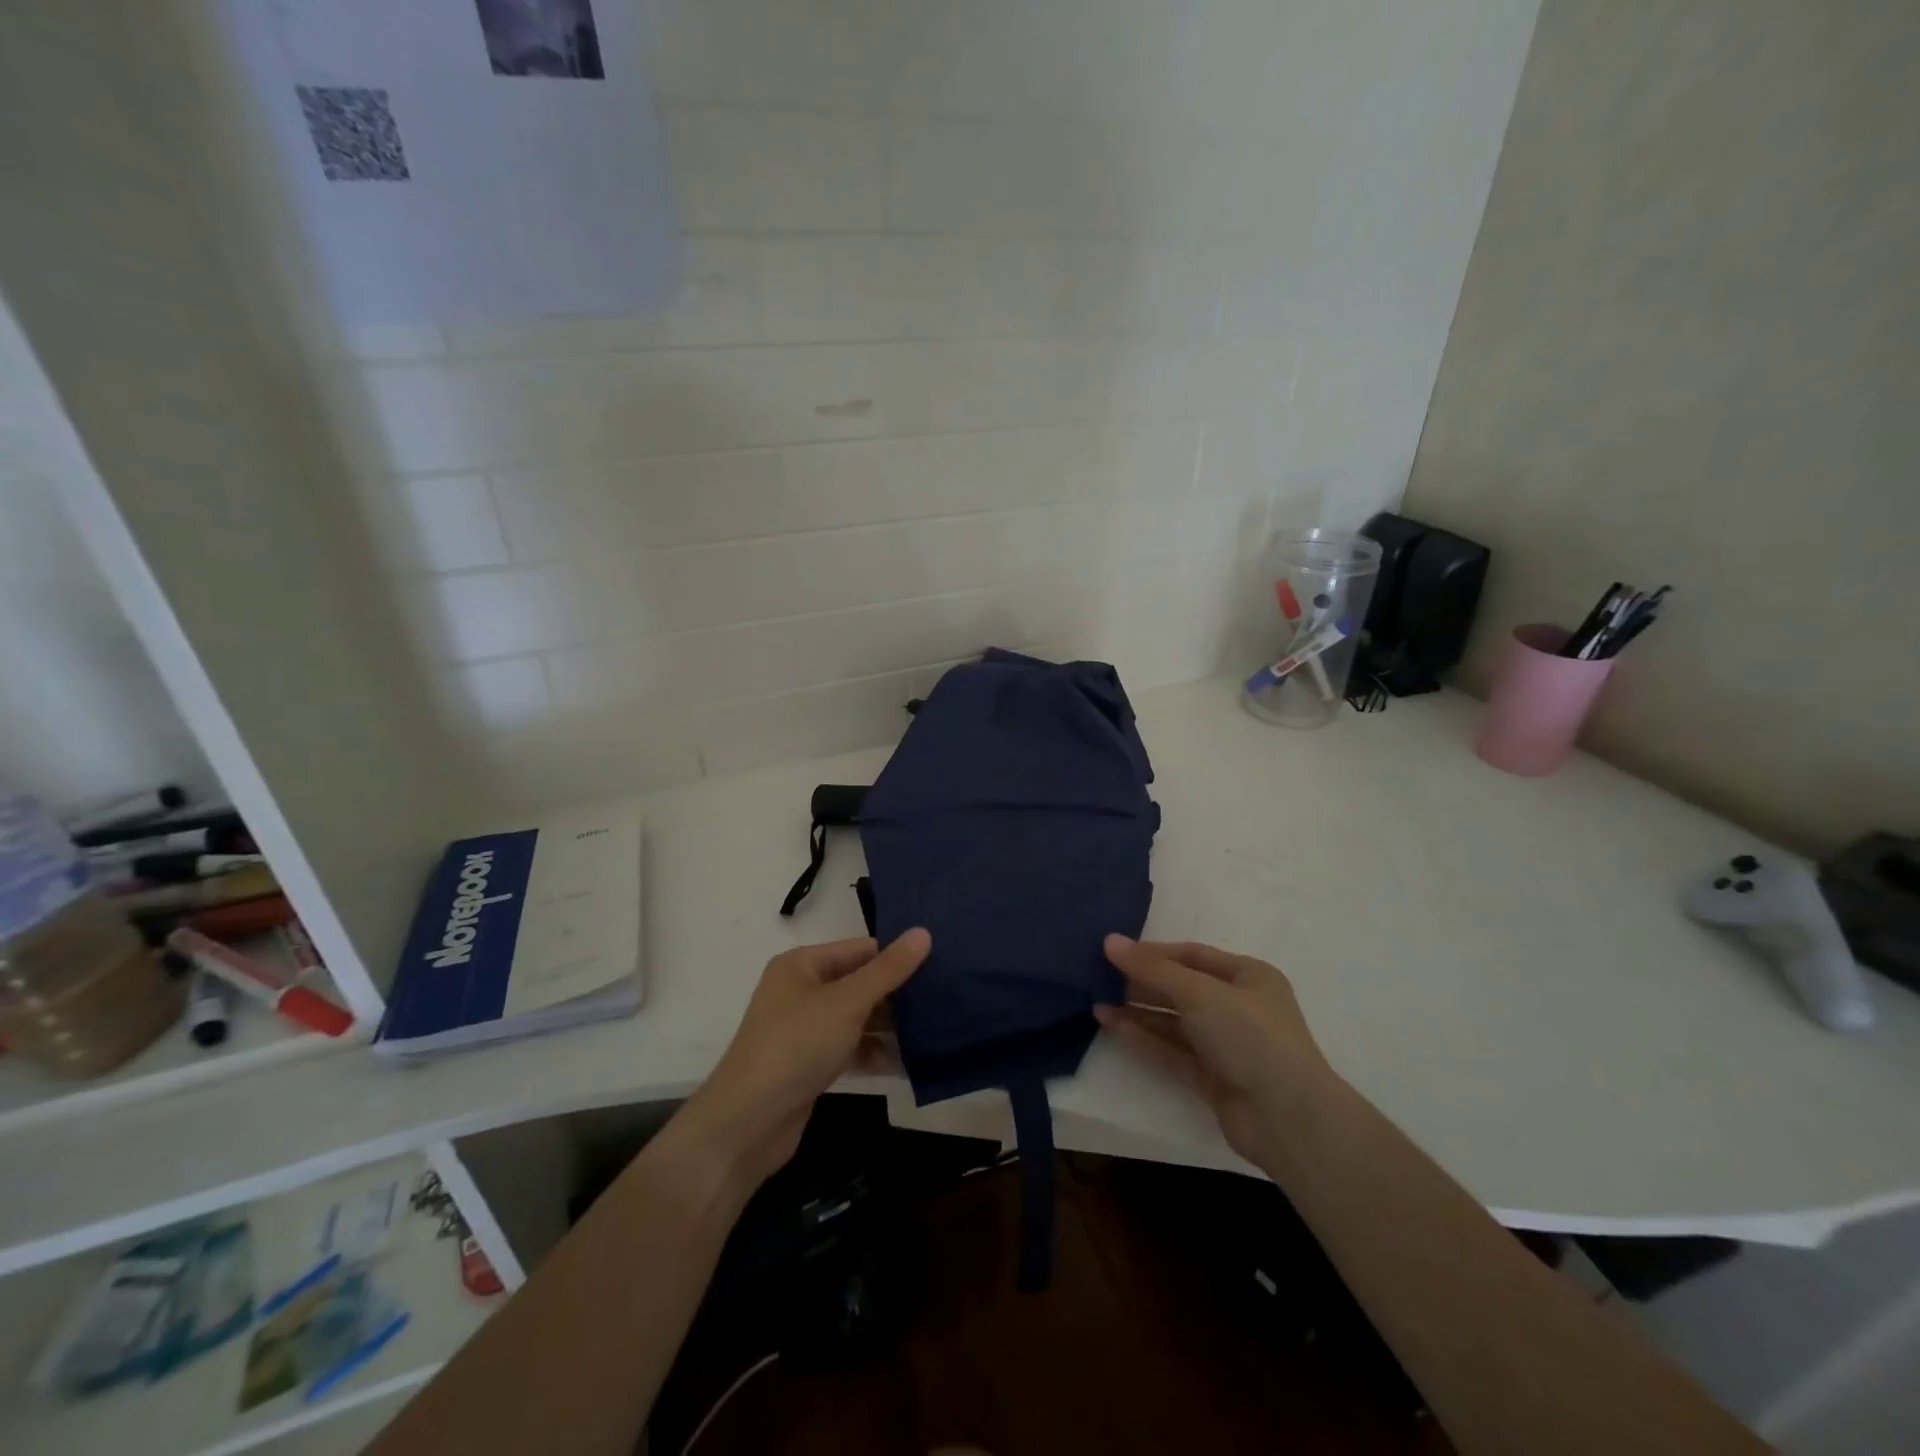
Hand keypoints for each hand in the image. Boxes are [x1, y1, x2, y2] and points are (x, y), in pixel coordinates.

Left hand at [681, 930, 931, 1188]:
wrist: (747, 1124)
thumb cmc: (796, 1046)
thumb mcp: (847, 1002)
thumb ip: (888, 970)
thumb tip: (923, 932)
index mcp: (802, 964)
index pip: (860, 950)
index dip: (897, 956)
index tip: (941, 965)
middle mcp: (801, 990)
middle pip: (859, 983)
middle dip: (898, 994)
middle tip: (945, 998)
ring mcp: (804, 1029)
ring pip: (857, 1018)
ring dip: (890, 1026)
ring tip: (936, 1030)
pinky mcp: (810, 1064)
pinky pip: (850, 1048)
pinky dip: (874, 1053)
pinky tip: (909, 1062)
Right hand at [1096, 936, 1334, 1172]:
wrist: (1288, 1118)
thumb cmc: (1250, 1035)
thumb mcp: (1199, 992)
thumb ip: (1152, 969)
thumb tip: (1109, 941)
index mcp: (1249, 976)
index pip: (1194, 955)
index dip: (1155, 952)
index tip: (1116, 952)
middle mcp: (1239, 1007)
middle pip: (1182, 988)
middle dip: (1143, 983)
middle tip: (1100, 977)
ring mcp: (1227, 1046)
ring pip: (1175, 1022)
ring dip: (1139, 1012)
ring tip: (1097, 1003)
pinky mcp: (1214, 1079)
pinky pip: (1174, 1052)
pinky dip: (1146, 1039)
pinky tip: (1115, 1027)